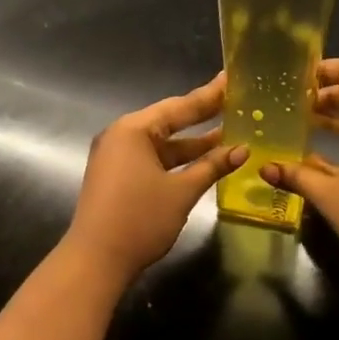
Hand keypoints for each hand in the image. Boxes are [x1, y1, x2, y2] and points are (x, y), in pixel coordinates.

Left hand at [65, 73, 246, 280]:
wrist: (96, 261)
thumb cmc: (140, 219)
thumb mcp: (181, 192)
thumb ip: (212, 167)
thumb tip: (242, 150)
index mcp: (134, 130)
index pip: (179, 107)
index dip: (209, 96)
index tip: (231, 79)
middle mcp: (122, 136)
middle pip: (169, 121)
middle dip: (202, 117)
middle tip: (234, 101)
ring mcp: (117, 157)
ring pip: (162, 144)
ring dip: (193, 144)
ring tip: (229, 134)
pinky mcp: (117, 176)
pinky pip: (153, 159)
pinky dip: (177, 160)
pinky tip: (204, 161)